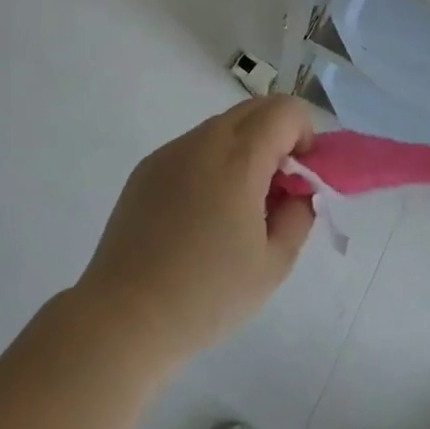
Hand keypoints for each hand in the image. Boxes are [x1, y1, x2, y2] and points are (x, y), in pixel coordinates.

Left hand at [77, 96, 315, 367]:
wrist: (124, 319)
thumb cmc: (207, 295)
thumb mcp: (275, 263)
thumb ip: (299, 214)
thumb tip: (298, 190)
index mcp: (238, 158)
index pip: (285, 110)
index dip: (305, 134)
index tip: (301, 177)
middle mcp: (203, 141)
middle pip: (255, 109)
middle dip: (278, 137)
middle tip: (277, 188)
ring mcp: (170, 152)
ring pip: (223, 127)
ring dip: (245, 148)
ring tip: (238, 206)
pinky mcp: (146, 169)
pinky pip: (193, 148)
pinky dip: (213, 162)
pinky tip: (202, 214)